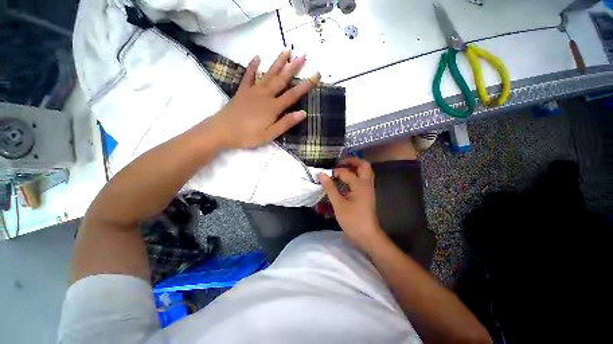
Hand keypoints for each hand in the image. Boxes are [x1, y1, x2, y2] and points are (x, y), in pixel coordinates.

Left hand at [210, 50, 318, 148]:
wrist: (222, 131)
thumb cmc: (248, 135)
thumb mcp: (270, 134)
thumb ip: (286, 123)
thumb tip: (303, 113)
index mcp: (273, 107)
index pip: (293, 95)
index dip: (305, 85)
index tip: (315, 75)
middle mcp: (265, 95)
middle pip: (282, 79)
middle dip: (293, 67)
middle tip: (303, 54)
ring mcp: (253, 91)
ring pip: (268, 74)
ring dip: (278, 62)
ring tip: (286, 50)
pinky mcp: (243, 91)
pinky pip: (248, 76)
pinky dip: (253, 66)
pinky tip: (257, 56)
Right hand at [318, 157, 383, 247]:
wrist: (367, 235)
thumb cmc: (352, 220)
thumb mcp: (338, 204)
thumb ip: (330, 188)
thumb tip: (321, 174)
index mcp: (360, 185)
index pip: (346, 172)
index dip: (335, 172)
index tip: (326, 175)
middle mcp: (367, 184)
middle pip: (364, 165)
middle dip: (352, 161)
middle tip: (340, 163)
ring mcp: (369, 189)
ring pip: (365, 171)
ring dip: (355, 167)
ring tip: (342, 169)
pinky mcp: (367, 194)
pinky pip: (363, 179)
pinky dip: (356, 175)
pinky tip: (346, 180)